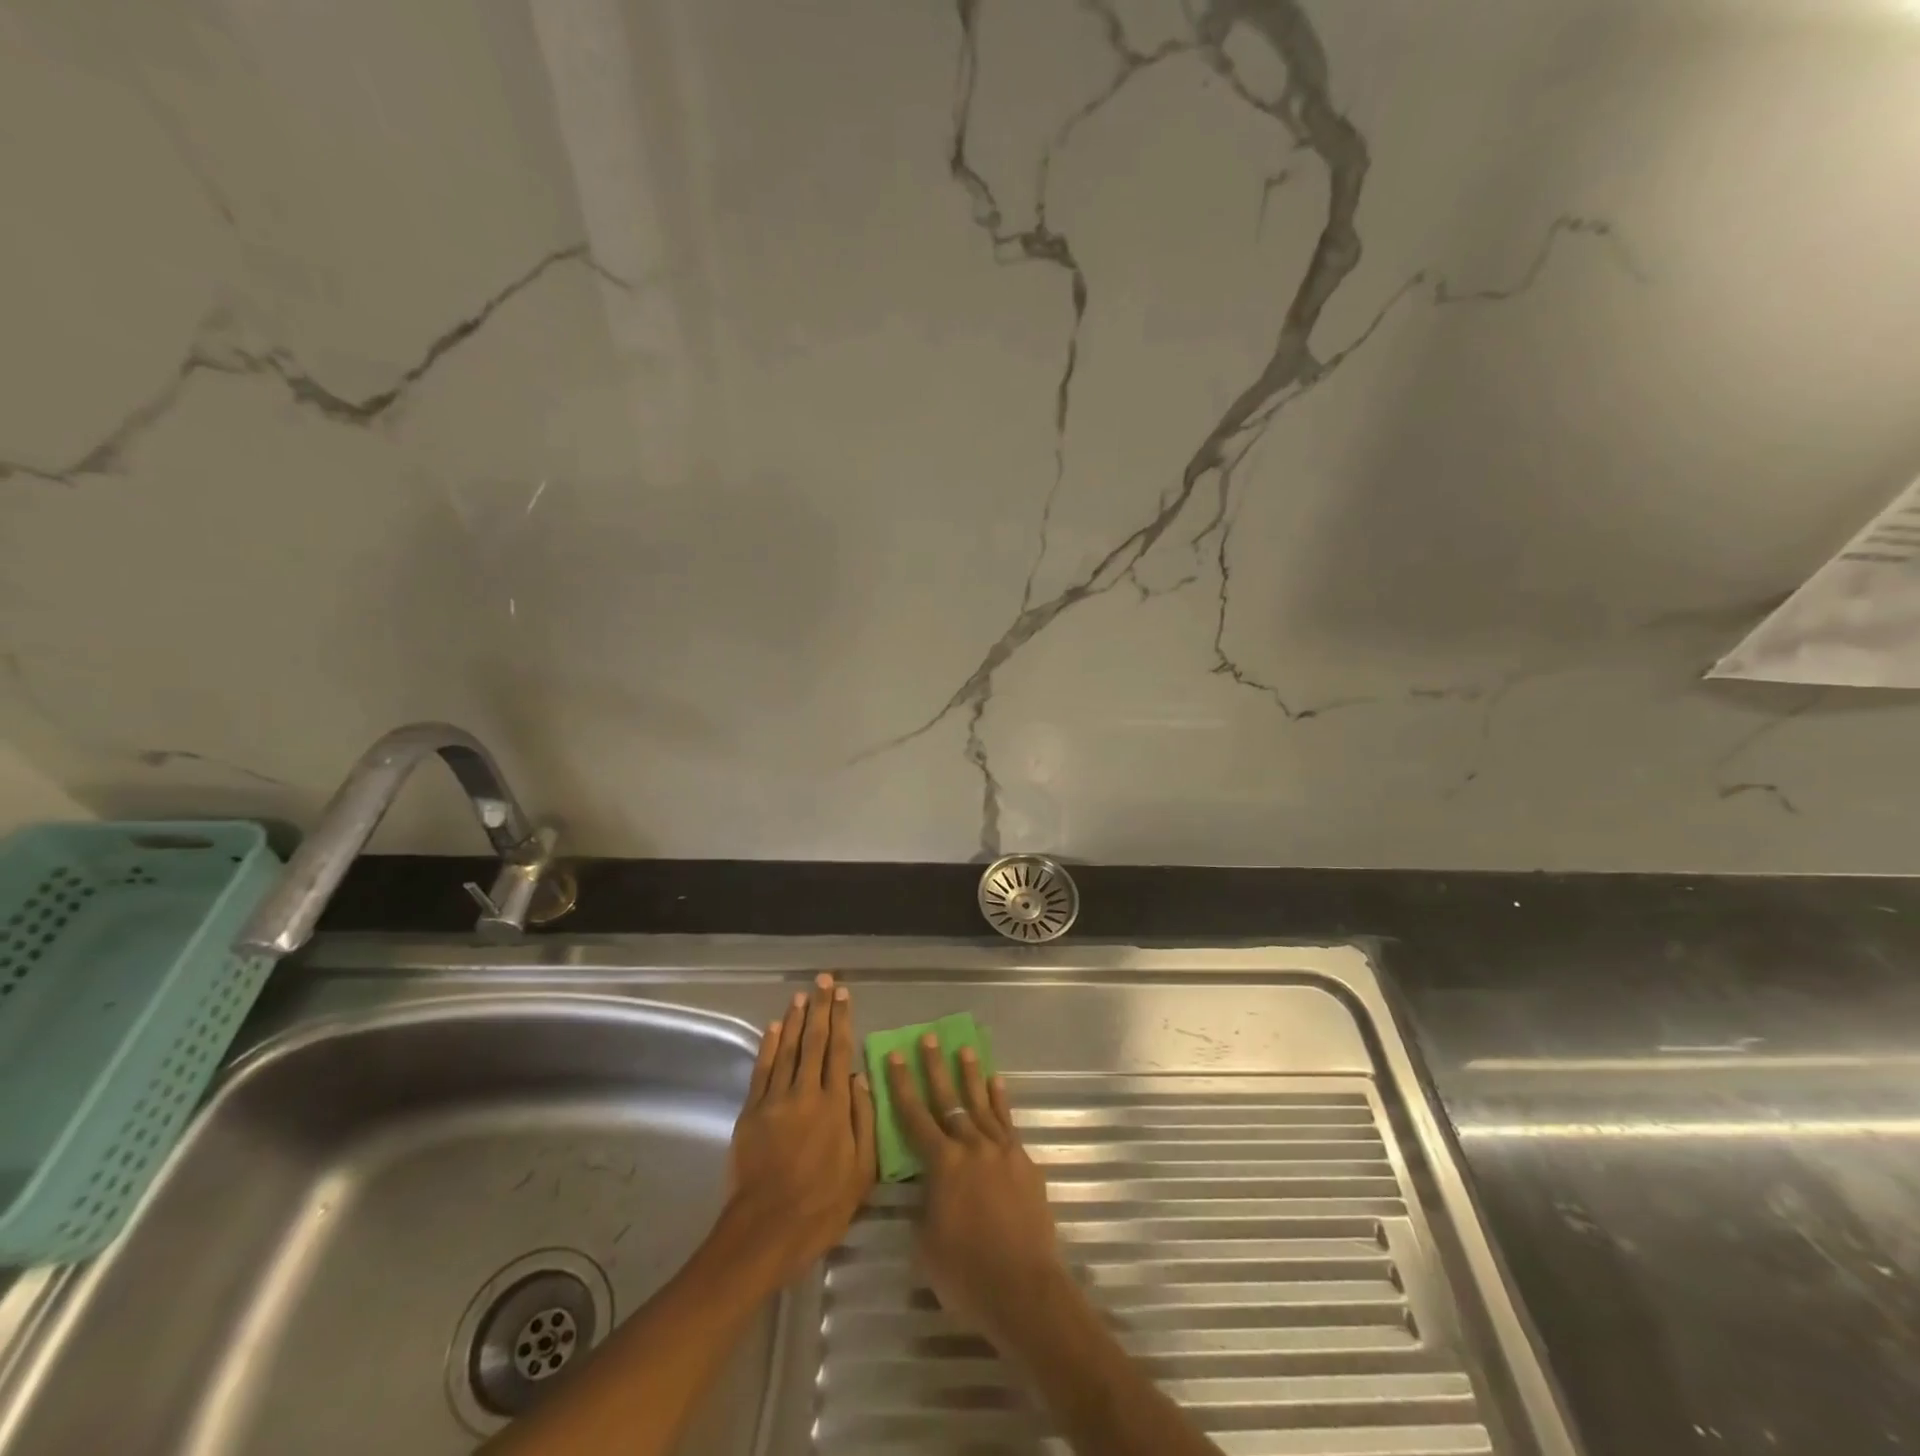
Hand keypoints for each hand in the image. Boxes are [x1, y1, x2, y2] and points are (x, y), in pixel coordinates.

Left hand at [726, 974, 874, 1284]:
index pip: (840, 1050)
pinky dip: (769, 1046)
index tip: (843, 994)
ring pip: (788, 1049)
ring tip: (802, 995)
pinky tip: (775, 1028)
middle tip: (823, 980)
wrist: (765, 1231)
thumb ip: (863, 1119)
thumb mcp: (862, 1171)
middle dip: (820, 1008)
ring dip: (796, 1020)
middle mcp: (806, 1093)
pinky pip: (762, 1071)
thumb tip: (860, 1077)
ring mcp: (775, 1101)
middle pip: (814, 1042)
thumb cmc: (822, 1207)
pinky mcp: (751, 1113)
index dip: (842, 1019)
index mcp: (835, 1106)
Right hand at [886, 1034, 1067, 1349]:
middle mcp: (972, 1147)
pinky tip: (996, 1083)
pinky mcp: (1024, 1162)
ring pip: (981, 1104)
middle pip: (949, 1100)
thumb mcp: (927, 1243)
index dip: (902, 1086)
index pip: (915, 1117)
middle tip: (929, 1038)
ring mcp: (1001, 1151)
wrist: (1024, 1288)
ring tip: (964, 1049)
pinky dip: (1000, 1100)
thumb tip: (927, 1187)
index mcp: (943, 1164)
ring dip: (970, 1076)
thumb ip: (925, 1205)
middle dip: (935, 1068)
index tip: (894, 1056)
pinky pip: (1008, 1122)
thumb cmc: (966, 1274)